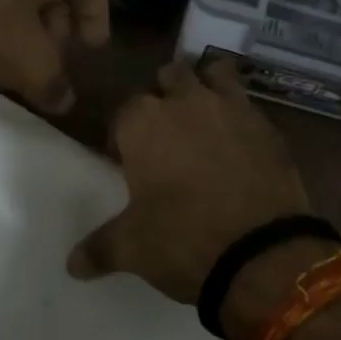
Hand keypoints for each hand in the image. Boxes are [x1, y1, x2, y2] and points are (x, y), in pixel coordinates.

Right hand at [67, 59, 311, 302]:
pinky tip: (241, 142)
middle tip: (167, 134)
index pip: (124, 110)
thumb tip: (72, 264)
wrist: (261, 252)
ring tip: (206, 118)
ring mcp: (231, 107)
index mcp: (144, 122)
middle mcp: (185, 101)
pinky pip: (248, 105)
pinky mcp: (267, 124)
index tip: (126, 160)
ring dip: (207, 87)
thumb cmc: (183, 240)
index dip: (123, 133)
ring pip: (214, 74)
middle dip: (165, 96)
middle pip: (169, 77)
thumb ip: (98, 247)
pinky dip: (241, 115)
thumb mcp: (132, 248)